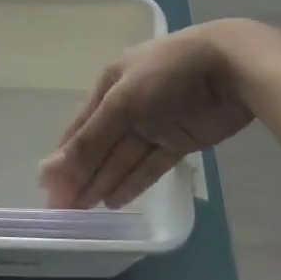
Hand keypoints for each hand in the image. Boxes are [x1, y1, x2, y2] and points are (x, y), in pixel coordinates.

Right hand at [39, 21, 260, 208]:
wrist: (233, 67)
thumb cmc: (167, 74)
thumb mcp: (122, 102)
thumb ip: (90, 140)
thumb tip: (51, 171)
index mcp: (110, 84)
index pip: (80, 127)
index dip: (64, 157)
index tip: (47, 188)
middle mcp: (128, 103)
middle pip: (100, 145)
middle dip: (81, 175)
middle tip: (63, 209)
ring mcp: (156, 123)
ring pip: (123, 158)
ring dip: (104, 182)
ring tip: (84, 211)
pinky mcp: (181, 139)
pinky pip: (150, 164)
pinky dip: (133, 182)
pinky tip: (114, 201)